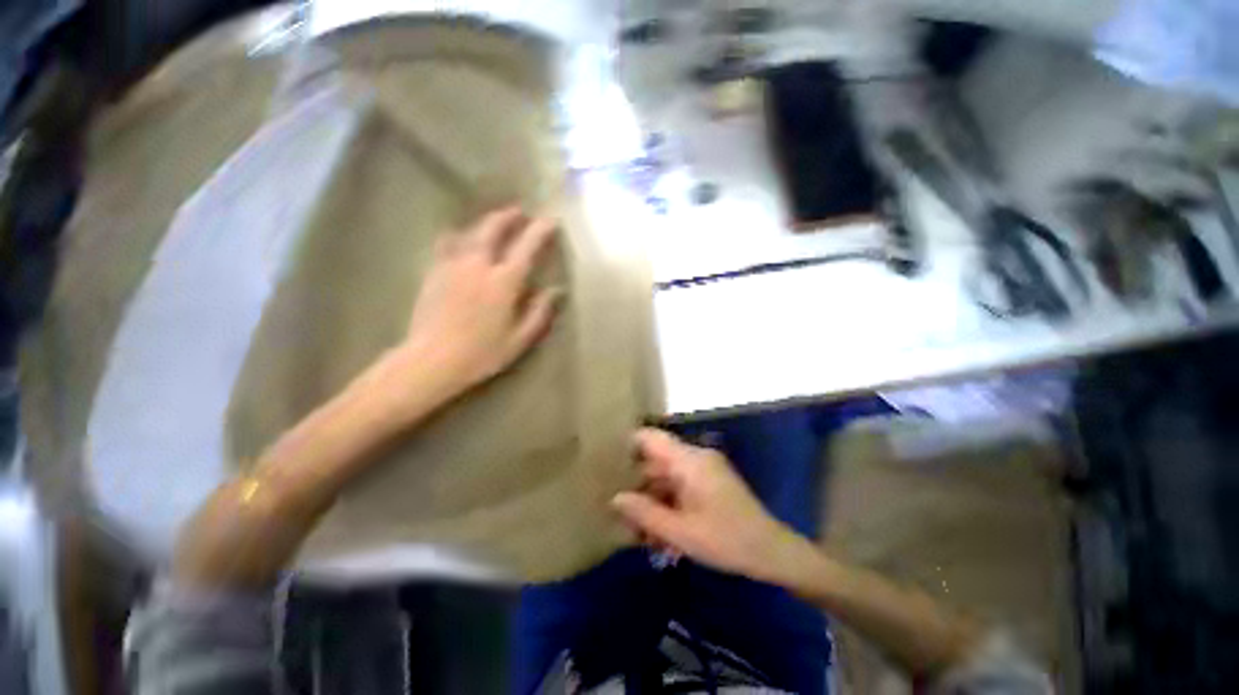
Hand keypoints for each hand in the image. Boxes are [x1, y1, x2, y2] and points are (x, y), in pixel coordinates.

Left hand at [403, 206, 561, 392]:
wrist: (432, 361)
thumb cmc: (482, 353)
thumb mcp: (520, 339)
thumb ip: (540, 312)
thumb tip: (556, 291)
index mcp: (503, 282)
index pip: (526, 247)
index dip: (540, 230)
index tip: (550, 220)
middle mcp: (478, 265)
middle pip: (493, 228)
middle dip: (508, 216)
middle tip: (520, 212)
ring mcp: (452, 266)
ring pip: (469, 232)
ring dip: (485, 223)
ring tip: (494, 222)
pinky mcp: (434, 272)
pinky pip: (447, 243)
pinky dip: (459, 235)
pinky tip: (460, 238)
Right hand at [612, 428, 812, 582]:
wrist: (772, 552)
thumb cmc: (726, 540)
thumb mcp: (681, 531)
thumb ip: (645, 513)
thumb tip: (616, 498)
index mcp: (689, 460)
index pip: (651, 438)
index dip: (628, 446)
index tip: (609, 466)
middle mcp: (696, 457)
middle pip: (657, 461)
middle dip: (639, 485)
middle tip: (622, 513)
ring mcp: (705, 469)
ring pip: (667, 476)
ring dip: (653, 499)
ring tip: (640, 531)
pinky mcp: (710, 482)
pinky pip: (681, 485)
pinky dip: (669, 503)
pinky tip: (662, 532)